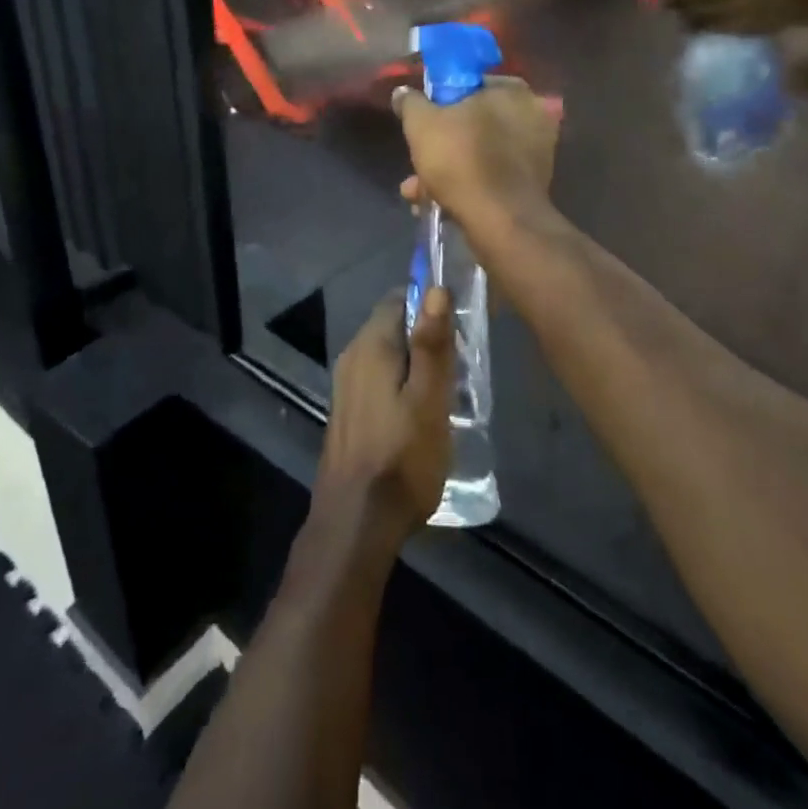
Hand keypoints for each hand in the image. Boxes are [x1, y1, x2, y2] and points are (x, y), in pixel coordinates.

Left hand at [314, 289, 455, 549]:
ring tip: (449, 390)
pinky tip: (421, 412)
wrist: (357, 520)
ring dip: (415, 362)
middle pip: (392, 326)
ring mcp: (346, 385)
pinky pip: (378, 379)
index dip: (429, 304)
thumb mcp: (430, 399)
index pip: (399, 299)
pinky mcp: (348, 411)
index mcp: (371, 344)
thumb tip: (435, 288)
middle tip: (462, 363)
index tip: (460, 325)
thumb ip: (432, 344)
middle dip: (425, 335)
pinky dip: (401, 383)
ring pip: (386, 355)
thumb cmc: (403, 457)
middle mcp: (352, 356)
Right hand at [391, 77, 559, 228]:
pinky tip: (438, 204)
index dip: (442, 101)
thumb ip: (411, 103)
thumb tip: (403, 93)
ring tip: (417, 192)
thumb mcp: (421, 124)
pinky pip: (491, 178)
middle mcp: (532, 117)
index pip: (471, 84)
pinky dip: (466, 187)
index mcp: (512, 91)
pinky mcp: (531, 186)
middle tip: (417, 161)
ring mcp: (536, 154)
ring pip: (479, 154)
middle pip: (473, 124)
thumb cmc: (461, 159)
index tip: (423, 120)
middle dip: (440, 145)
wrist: (499, 220)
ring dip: (446, 171)